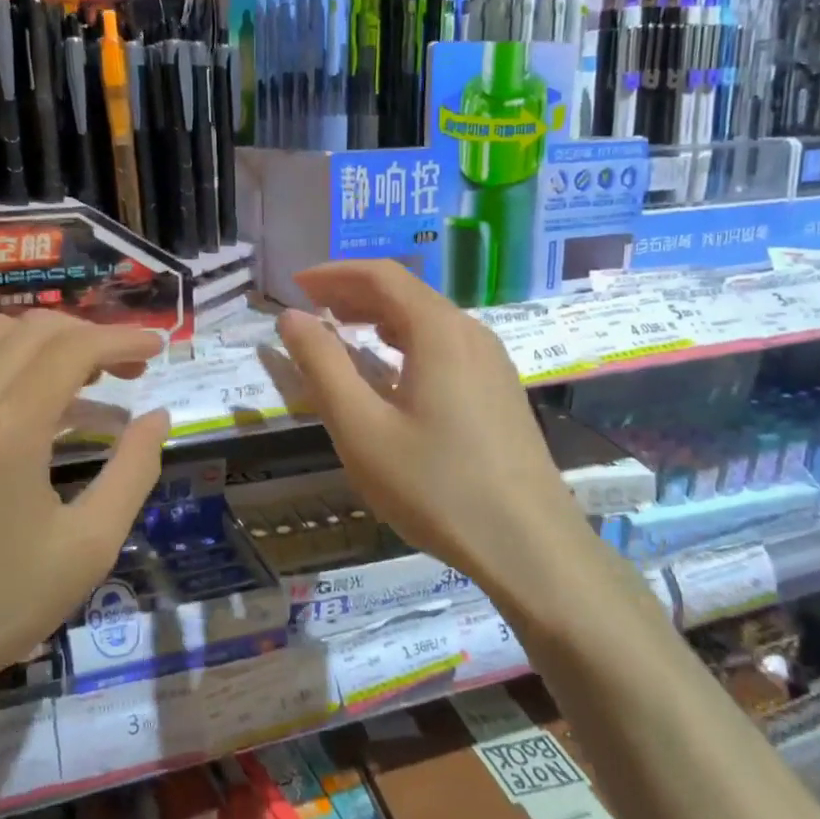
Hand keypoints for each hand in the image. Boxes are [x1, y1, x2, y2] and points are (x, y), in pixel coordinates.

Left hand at [0, 311, 170, 752]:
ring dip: (46, 341)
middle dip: (91, 335)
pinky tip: (33, 405)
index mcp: (10, 427)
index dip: (122, 339)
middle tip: (129, 371)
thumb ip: (133, 471)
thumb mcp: (88, 547)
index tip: (158, 348)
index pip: (74, 348)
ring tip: (83, 378)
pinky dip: (10, 361)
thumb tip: (157, 417)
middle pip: (34, 329)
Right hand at [275, 261, 589, 608]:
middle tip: (310, 308)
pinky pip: (445, 346)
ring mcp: (492, 362)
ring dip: (379, 317)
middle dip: (353, 292)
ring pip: (428, 320)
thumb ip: (322, 366)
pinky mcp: (500, 391)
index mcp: (438, 331)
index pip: (381, 276)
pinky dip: (406, 342)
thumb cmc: (435, 485)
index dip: (333, 273)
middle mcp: (470, 333)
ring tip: (341, 330)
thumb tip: (291, 317)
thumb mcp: (361, 428)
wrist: (528, 545)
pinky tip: (390, 370)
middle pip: (406, 293)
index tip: (295, 284)